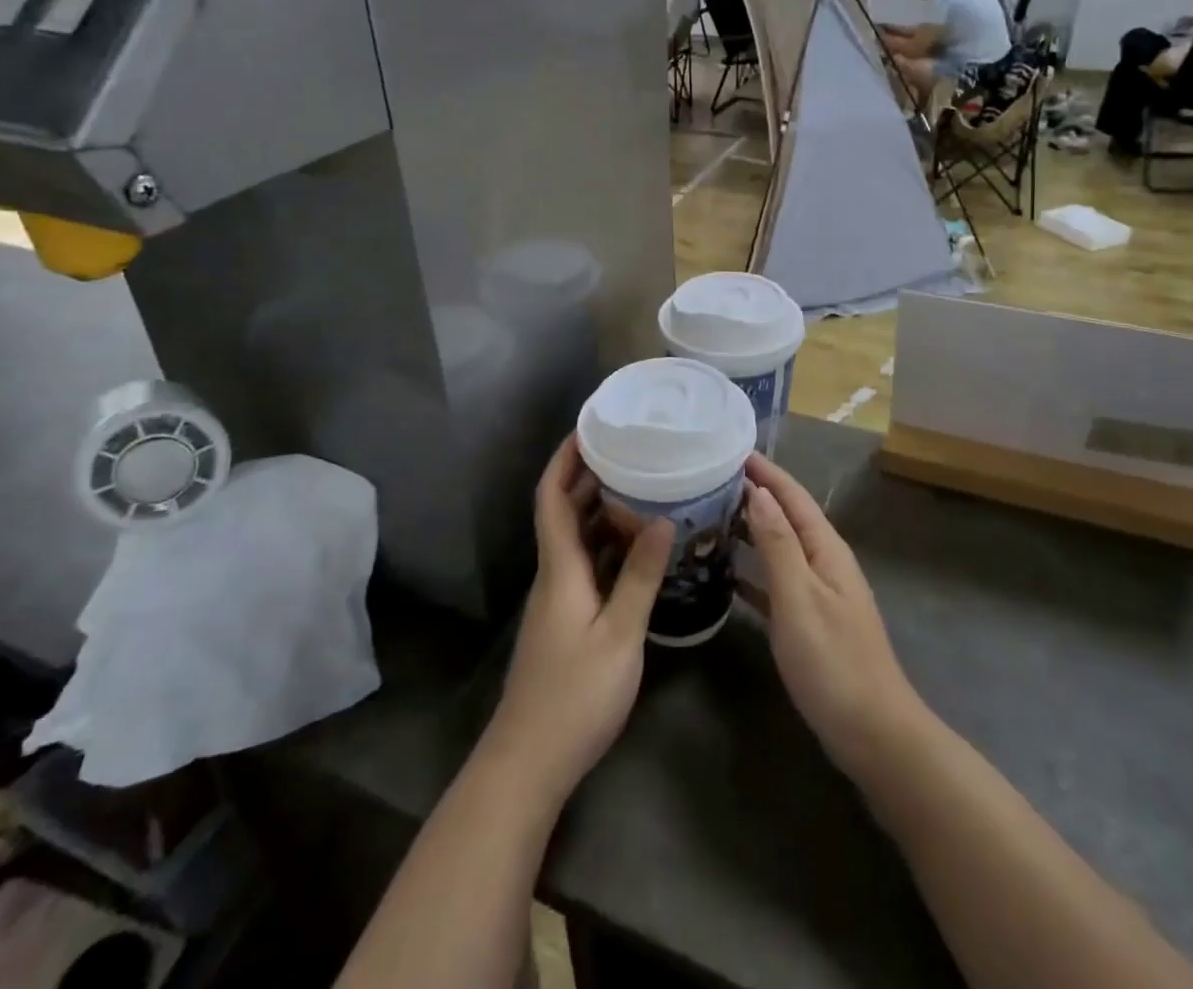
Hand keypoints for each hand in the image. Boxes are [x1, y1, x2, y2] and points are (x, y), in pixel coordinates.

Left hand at [485, 433, 673, 805]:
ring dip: (600, 510)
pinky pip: (586, 566)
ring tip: (641, 486)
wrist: (529, 763)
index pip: (551, 498)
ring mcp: (558, 599)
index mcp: (560, 568)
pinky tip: (638, 547)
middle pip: (563, 512)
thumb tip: (663, 520)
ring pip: (576, 540)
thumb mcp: (619, 635)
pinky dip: (608, 546)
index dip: (563, 460)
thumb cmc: (574, 696)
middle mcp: (554, 575)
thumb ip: (639, 577)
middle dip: (588, 476)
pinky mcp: (566, 621)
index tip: (587, 429)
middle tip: (629, 450)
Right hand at [741, 453, 926, 779]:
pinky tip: (725, 574)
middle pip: (787, 517)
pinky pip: (775, 582)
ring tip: (710, 517)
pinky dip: (752, 571)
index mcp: (826, 549)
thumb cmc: (833, 662)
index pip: (792, 496)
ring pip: (779, 548)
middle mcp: (824, 562)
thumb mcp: (799, 598)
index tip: (730, 449)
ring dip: (749, 530)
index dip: (765, 471)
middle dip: (754, 495)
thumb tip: (760, 491)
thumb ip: (778, 544)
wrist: (873, 733)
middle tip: (708, 480)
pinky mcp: (809, 622)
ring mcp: (818, 593)